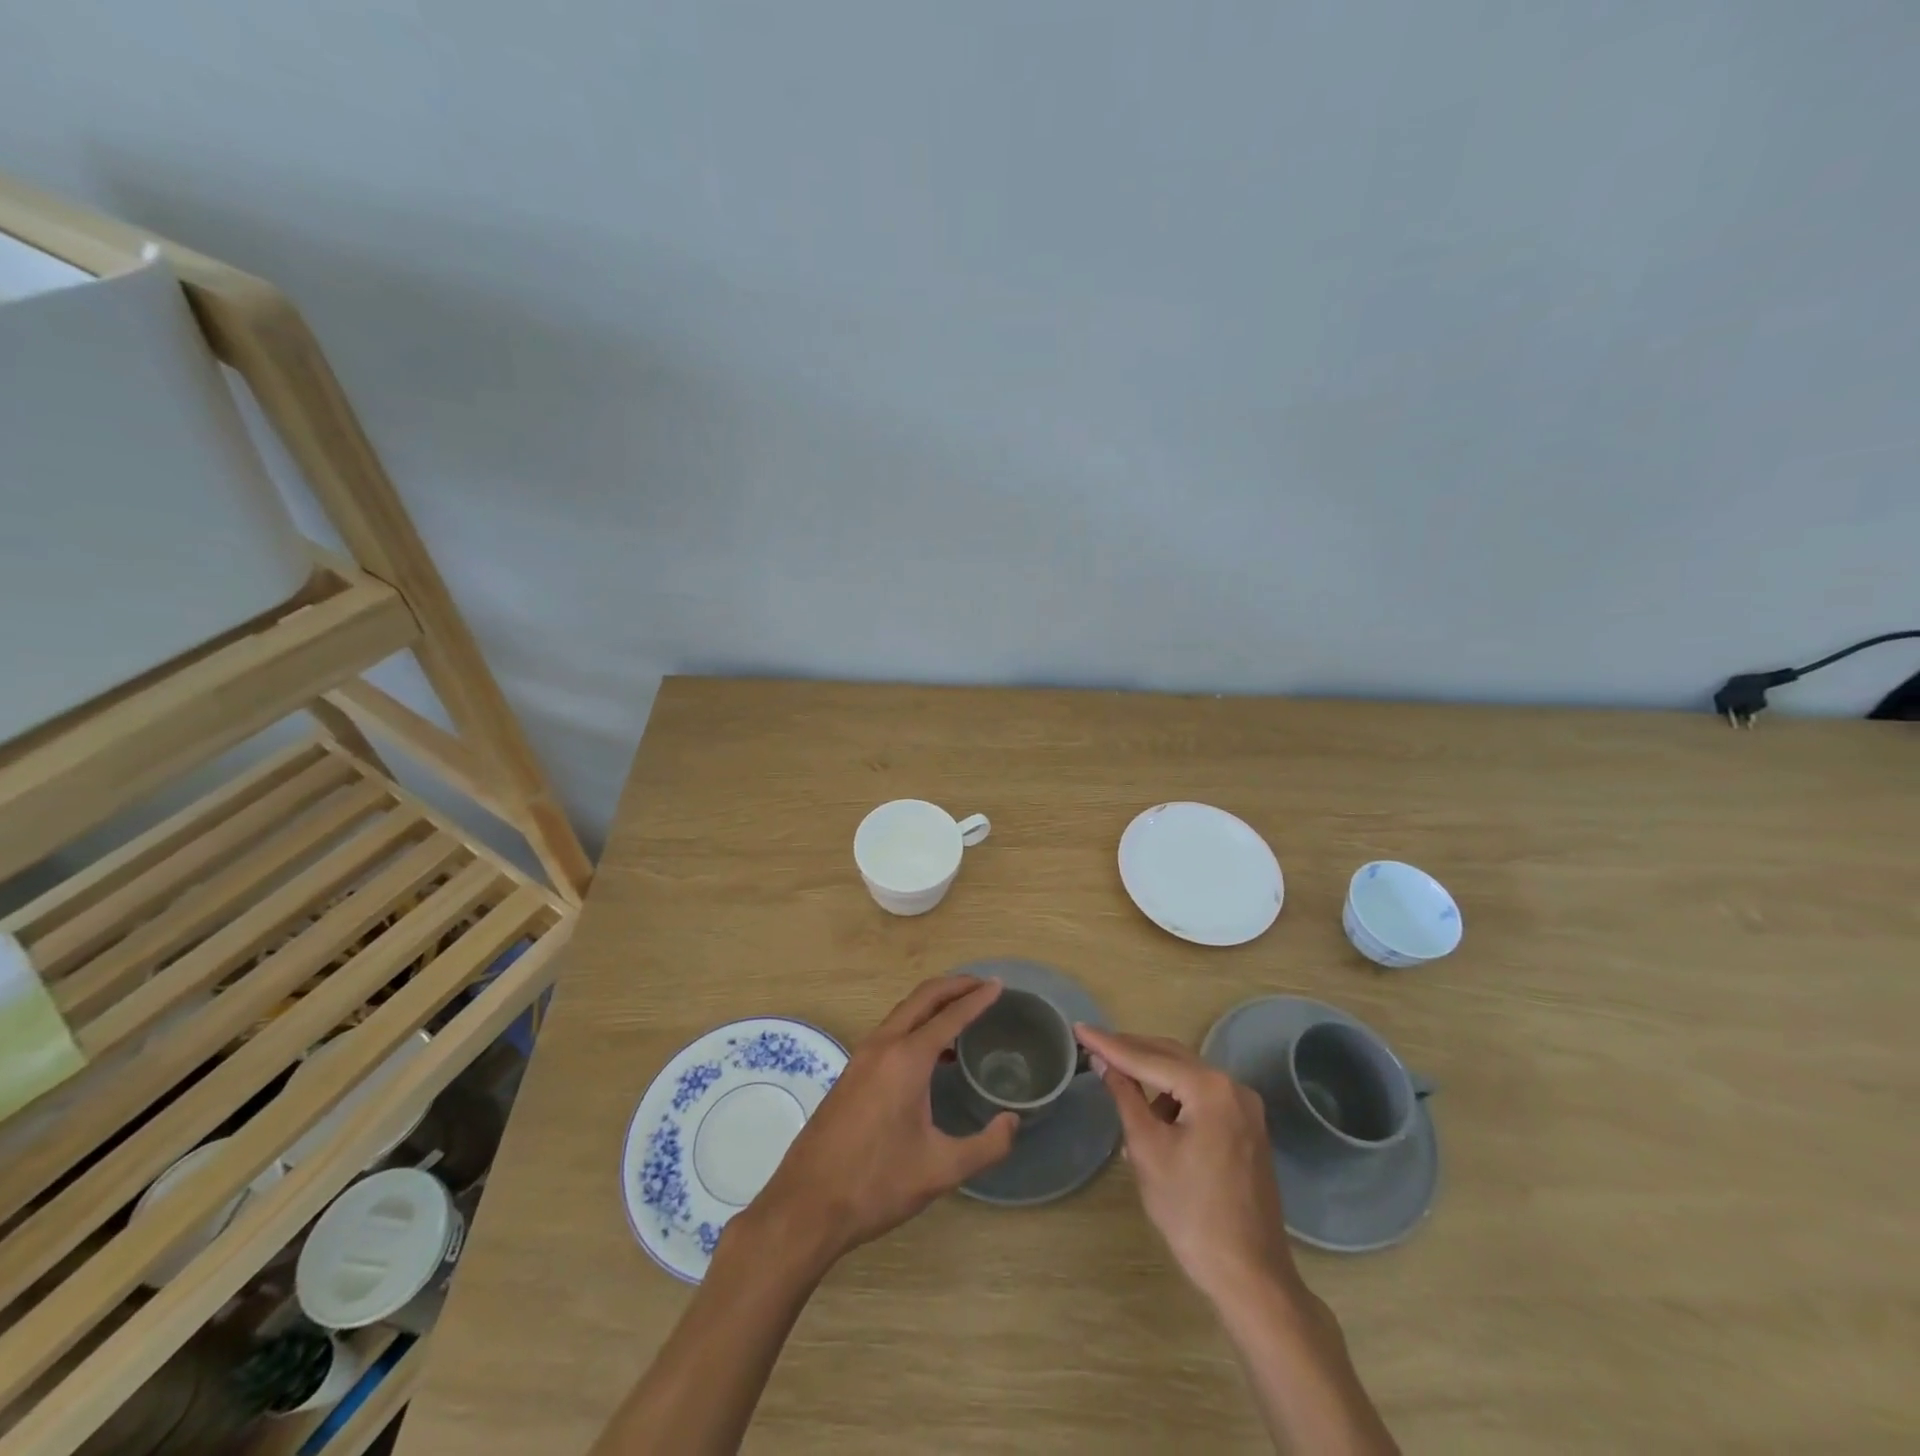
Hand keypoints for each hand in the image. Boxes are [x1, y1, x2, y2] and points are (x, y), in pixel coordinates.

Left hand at [746, 977, 1017, 1268]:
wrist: (806, 1205)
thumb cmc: (876, 1184)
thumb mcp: (940, 1170)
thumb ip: (986, 1146)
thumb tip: (1012, 1122)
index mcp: (906, 1059)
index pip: (950, 1016)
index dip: (977, 999)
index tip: (999, 985)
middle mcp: (882, 1046)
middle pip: (922, 998)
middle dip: (954, 986)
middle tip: (982, 985)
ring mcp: (861, 1057)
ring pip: (903, 1013)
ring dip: (933, 1004)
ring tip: (962, 1014)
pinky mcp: (851, 1073)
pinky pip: (890, 1031)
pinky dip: (915, 1025)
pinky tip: (932, 1055)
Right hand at [1075, 1024, 1296, 1304]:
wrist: (1250, 1276)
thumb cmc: (1191, 1213)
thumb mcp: (1147, 1150)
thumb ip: (1125, 1096)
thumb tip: (1103, 1061)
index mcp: (1210, 1088)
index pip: (1148, 1058)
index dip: (1110, 1044)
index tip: (1079, 1028)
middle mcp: (1233, 1087)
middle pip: (1172, 1057)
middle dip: (1131, 1051)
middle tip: (1093, 1044)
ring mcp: (1245, 1108)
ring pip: (1187, 1075)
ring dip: (1152, 1074)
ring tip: (1117, 1081)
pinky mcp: (1247, 1128)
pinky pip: (1202, 1096)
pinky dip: (1174, 1095)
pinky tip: (1152, 1113)